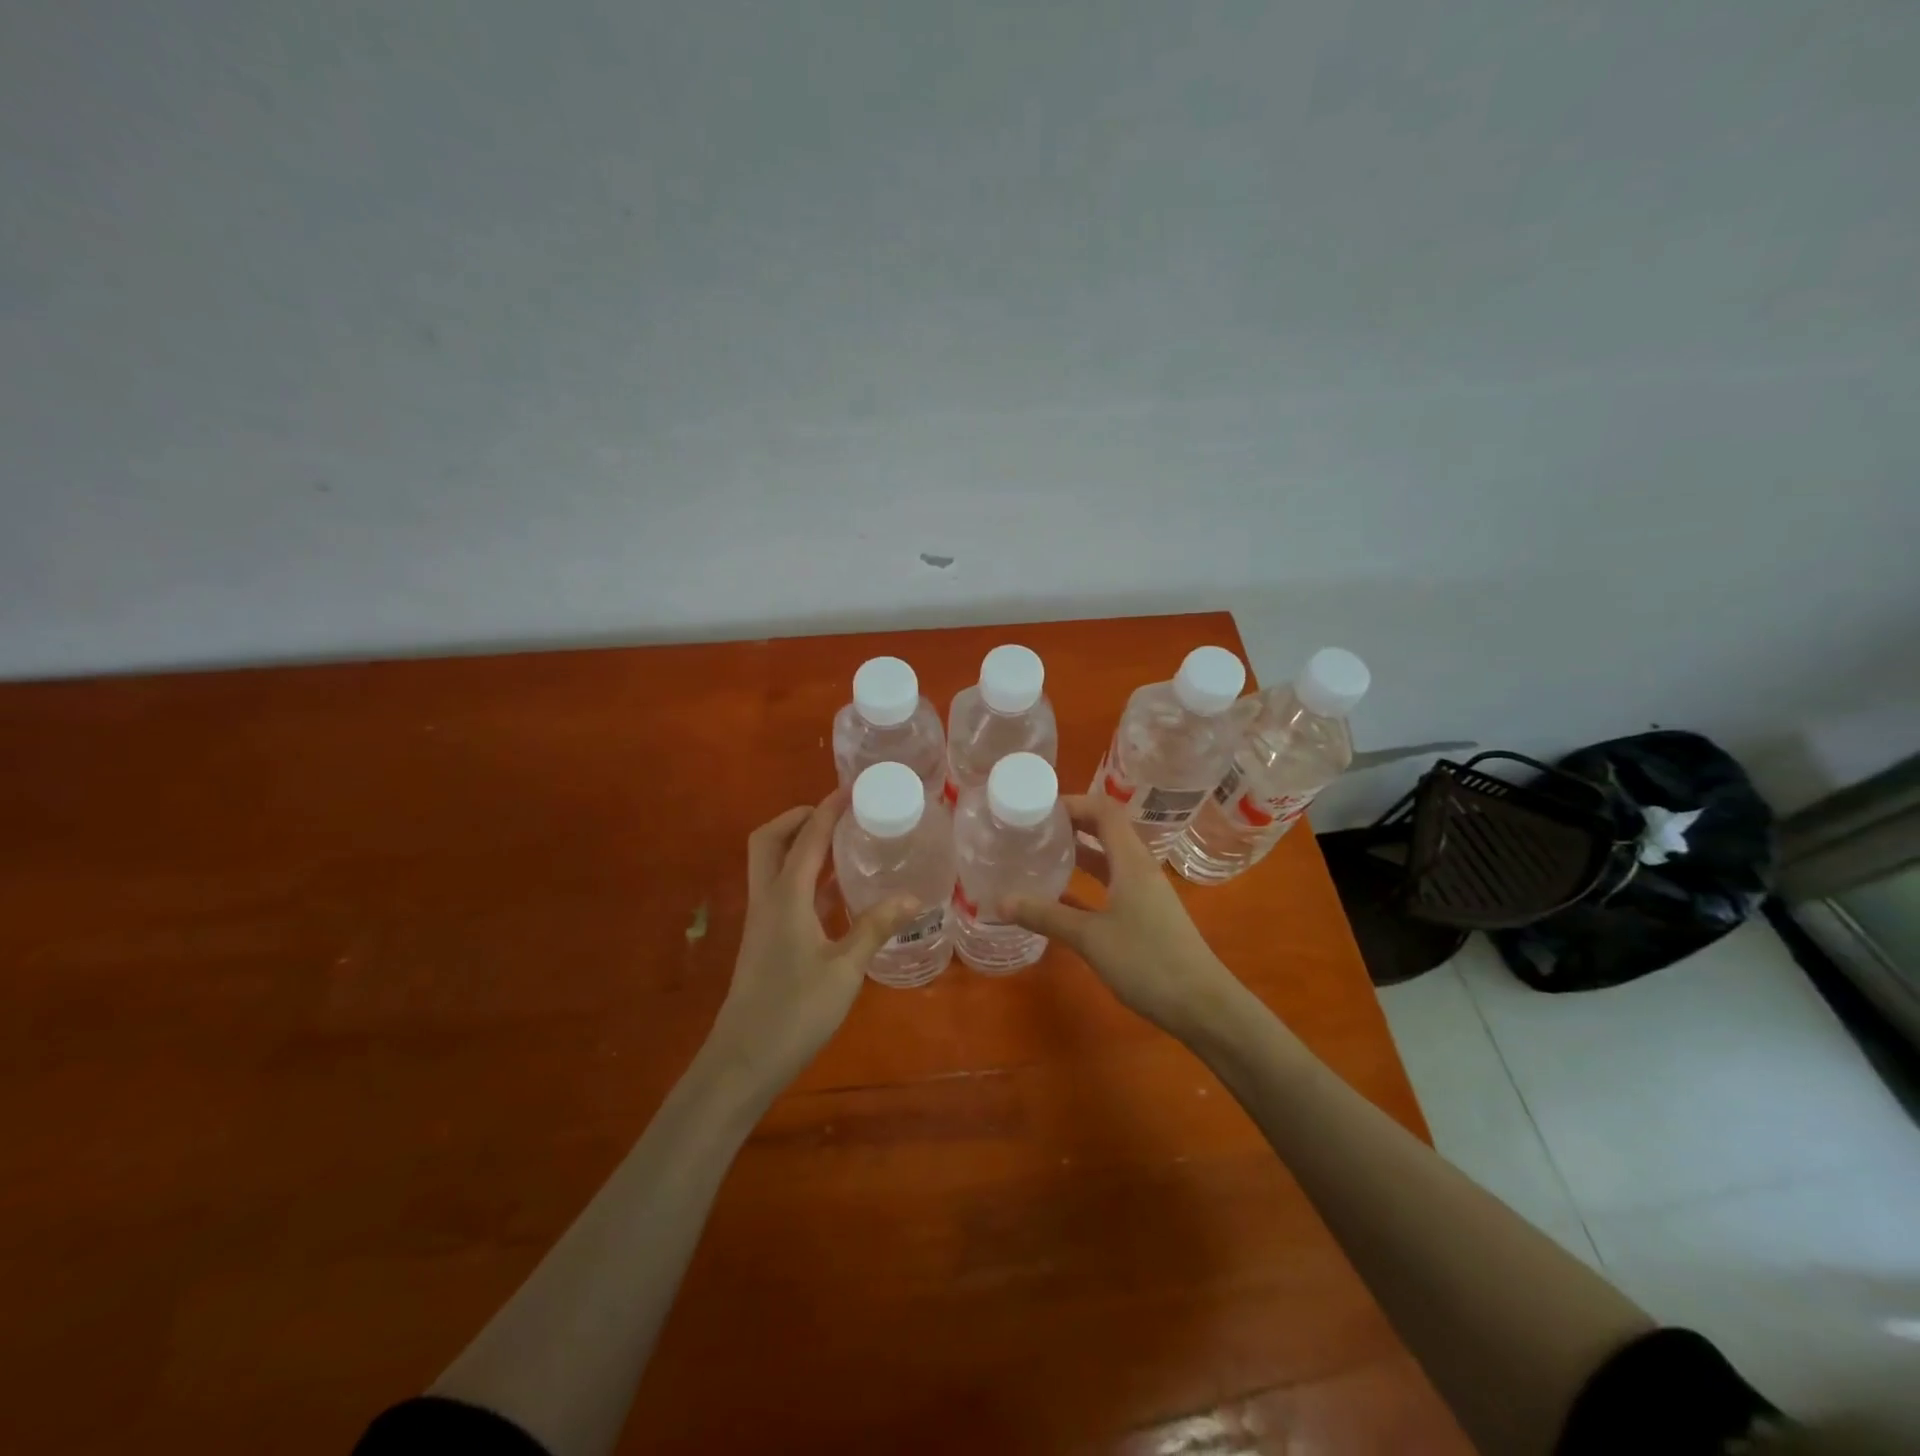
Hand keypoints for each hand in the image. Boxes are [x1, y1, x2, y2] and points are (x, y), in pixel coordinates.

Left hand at [706, 790, 920, 1093]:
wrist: (743, 1061)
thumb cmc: (794, 1012)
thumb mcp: (845, 970)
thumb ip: (875, 928)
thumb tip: (913, 898)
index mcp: (786, 897)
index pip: (807, 837)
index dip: (828, 809)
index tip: (852, 789)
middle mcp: (767, 899)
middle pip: (769, 839)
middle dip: (798, 817)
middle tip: (836, 815)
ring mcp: (760, 920)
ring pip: (769, 863)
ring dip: (798, 844)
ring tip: (840, 842)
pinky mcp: (763, 940)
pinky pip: (778, 888)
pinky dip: (800, 873)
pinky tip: (831, 890)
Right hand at [1005, 794, 1244, 1037]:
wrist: (1202, 1005)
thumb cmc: (1148, 961)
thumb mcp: (1090, 938)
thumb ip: (1046, 916)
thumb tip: (999, 902)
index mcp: (1132, 862)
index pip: (1104, 812)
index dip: (1073, 803)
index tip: (1038, 809)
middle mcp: (1140, 869)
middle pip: (1107, 831)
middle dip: (1072, 824)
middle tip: (1033, 828)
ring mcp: (1145, 893)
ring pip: (1109, 859)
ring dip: (1079, 852)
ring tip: (1042, 854)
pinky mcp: (1145, 916)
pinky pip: (1112, 885)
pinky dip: (1087, 882)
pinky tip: (1060, 895)